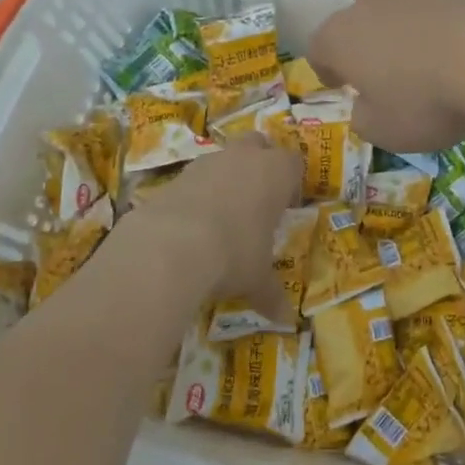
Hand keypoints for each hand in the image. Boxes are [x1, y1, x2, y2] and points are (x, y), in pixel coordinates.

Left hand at [132, 139, 301, 320]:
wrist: (170, 246)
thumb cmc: (233, 254)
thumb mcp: (257, 279)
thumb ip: (272, 294)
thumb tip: (286, 320)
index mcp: (276, 172)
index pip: (293, 163)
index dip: (291, 183)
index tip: (286, 208)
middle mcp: (244, 157)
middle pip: (259, 144)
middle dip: (259, 163)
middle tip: (258, 199)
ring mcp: (208, 162)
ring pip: (224, 157)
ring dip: (226, 177)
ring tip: (222, 215)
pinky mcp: (176, 175)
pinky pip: (194, 177)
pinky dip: (197, 193)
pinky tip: (192, 224)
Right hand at [308, 0, 464, 151]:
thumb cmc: (428, 98)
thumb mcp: (388, 131)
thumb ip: (367, 120)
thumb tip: (367, 108)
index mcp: (342, 36)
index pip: (320, 49)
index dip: (328, 69)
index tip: (341, 85)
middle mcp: (373, 0)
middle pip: (362, 20)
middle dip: (372, 44)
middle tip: (392, 74)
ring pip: (405, 9)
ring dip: (414, 32)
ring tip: (440, 64)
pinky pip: (447, 5)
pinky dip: (453, 23)